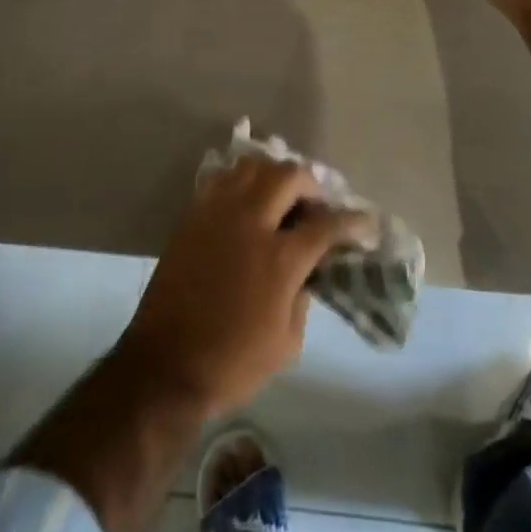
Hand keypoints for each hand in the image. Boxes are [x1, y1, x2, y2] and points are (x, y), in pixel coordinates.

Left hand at [116, 158, 369, 420]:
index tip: (365, 222)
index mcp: (280, 258)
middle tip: (315, 205)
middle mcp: (251, 222)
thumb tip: (306, 272)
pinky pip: (222, 179)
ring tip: (280, 196)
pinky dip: (241, 181)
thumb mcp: (286, 344)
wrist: (165, 365)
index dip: (352, 221)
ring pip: (252, 166)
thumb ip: (303, 298)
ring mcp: (218, 213)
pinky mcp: (193, 214)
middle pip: (289, 176)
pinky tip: (246, 202)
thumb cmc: (232, 363)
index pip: (326, 224)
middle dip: (310, 184)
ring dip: (273, 175)